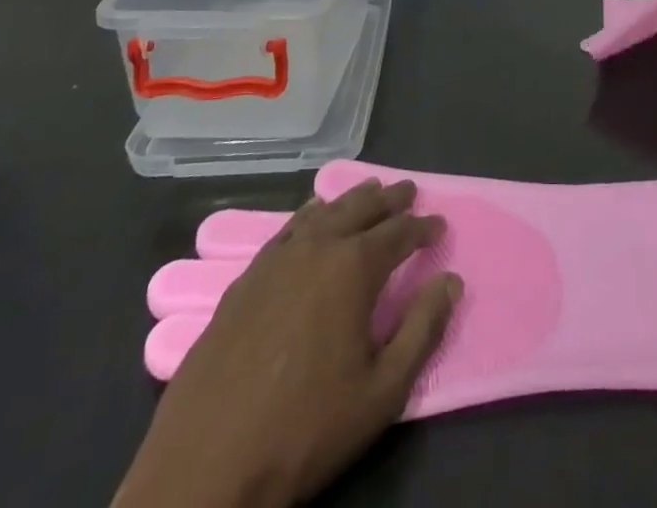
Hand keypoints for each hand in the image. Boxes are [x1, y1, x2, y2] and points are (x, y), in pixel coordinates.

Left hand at [115, 180, 459, 507]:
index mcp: (353, 268)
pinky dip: (311, 215)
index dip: (423, 228)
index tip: (440, 226)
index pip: (399, 232)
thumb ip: (422, 330)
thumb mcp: (382, 392)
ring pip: (323, 212)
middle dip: (389, 198)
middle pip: (360, 207)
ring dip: (351, 200)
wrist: (205, 466)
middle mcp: (317, 247)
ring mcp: (276, 259)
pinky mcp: (246, 278)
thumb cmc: (305, 429)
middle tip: (408, 191)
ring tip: (369, 192)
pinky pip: (288, 229)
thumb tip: (451, 280)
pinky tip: (312, 217)